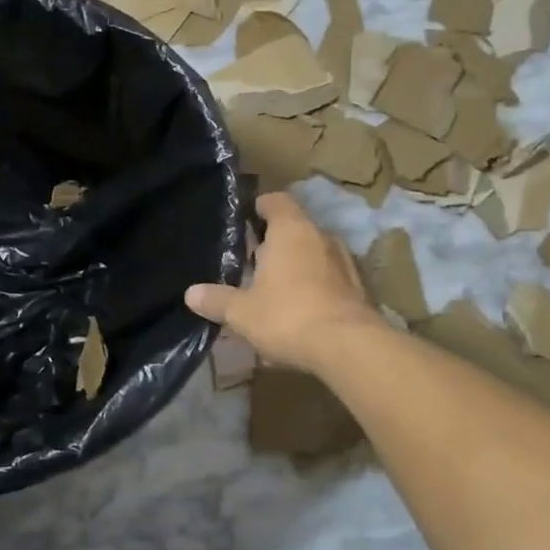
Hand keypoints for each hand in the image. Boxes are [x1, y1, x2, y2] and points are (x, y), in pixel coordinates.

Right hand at [185, 193, 384, 372]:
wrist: (349, 348)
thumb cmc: (288, 316)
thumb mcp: (242, 312)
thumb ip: (217, 300)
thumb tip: (190, 293)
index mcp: (291, 230)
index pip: (276, 201)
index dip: (259, 207)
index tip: (245, 221)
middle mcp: (320, 236)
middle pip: (295, 226)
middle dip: (274, 241)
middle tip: (251, 261)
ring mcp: (344, 261)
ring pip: (314, 251)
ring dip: (297, 263)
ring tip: (275, 285)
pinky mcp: (358, 287)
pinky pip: (330, 275)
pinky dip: (315, 283)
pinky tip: (301, 306)